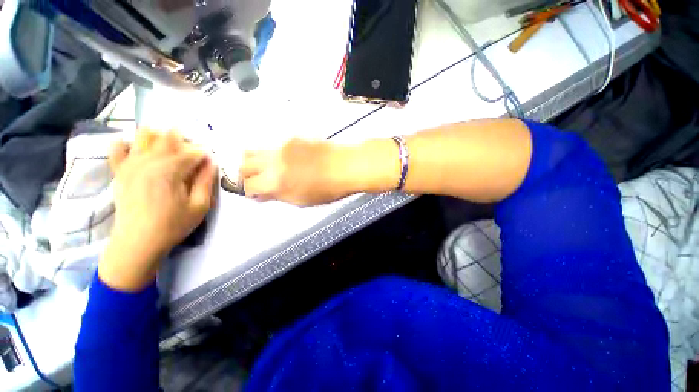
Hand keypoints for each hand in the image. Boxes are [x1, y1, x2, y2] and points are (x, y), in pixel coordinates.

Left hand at [100, 130, 216, 291]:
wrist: (138, 242)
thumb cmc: (173, 225)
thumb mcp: (200, 206)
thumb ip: (206, 181)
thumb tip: (211, 162)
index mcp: (170, 170)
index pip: (193, 151)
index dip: (205, 155)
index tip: (209, 165)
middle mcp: (148, 161)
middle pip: (169, 138)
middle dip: (186, 142)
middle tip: (193, 157)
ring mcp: (130, 164)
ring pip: (144, 136)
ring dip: (160, 137)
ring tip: (169, 150)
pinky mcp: (119, 171)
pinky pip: (117, 148)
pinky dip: (128, 143)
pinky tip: (137, 148)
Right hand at [240, 139, 358, 206]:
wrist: (346, 166)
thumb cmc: (328, 189)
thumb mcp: (301, 200)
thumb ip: (278, 196)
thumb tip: (262, 195)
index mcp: (276, 181)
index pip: (248, 185)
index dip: (250, 191)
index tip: (256, 193)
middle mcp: (274, 161)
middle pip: (244, 164)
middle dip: (245, 175)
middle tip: (255, 181)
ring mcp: (282, 146)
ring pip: (254, 150)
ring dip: (253, 161)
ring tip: (265, 169)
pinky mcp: (292, 138)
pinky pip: (272, 145)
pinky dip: (271, 154)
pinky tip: (285, 160)